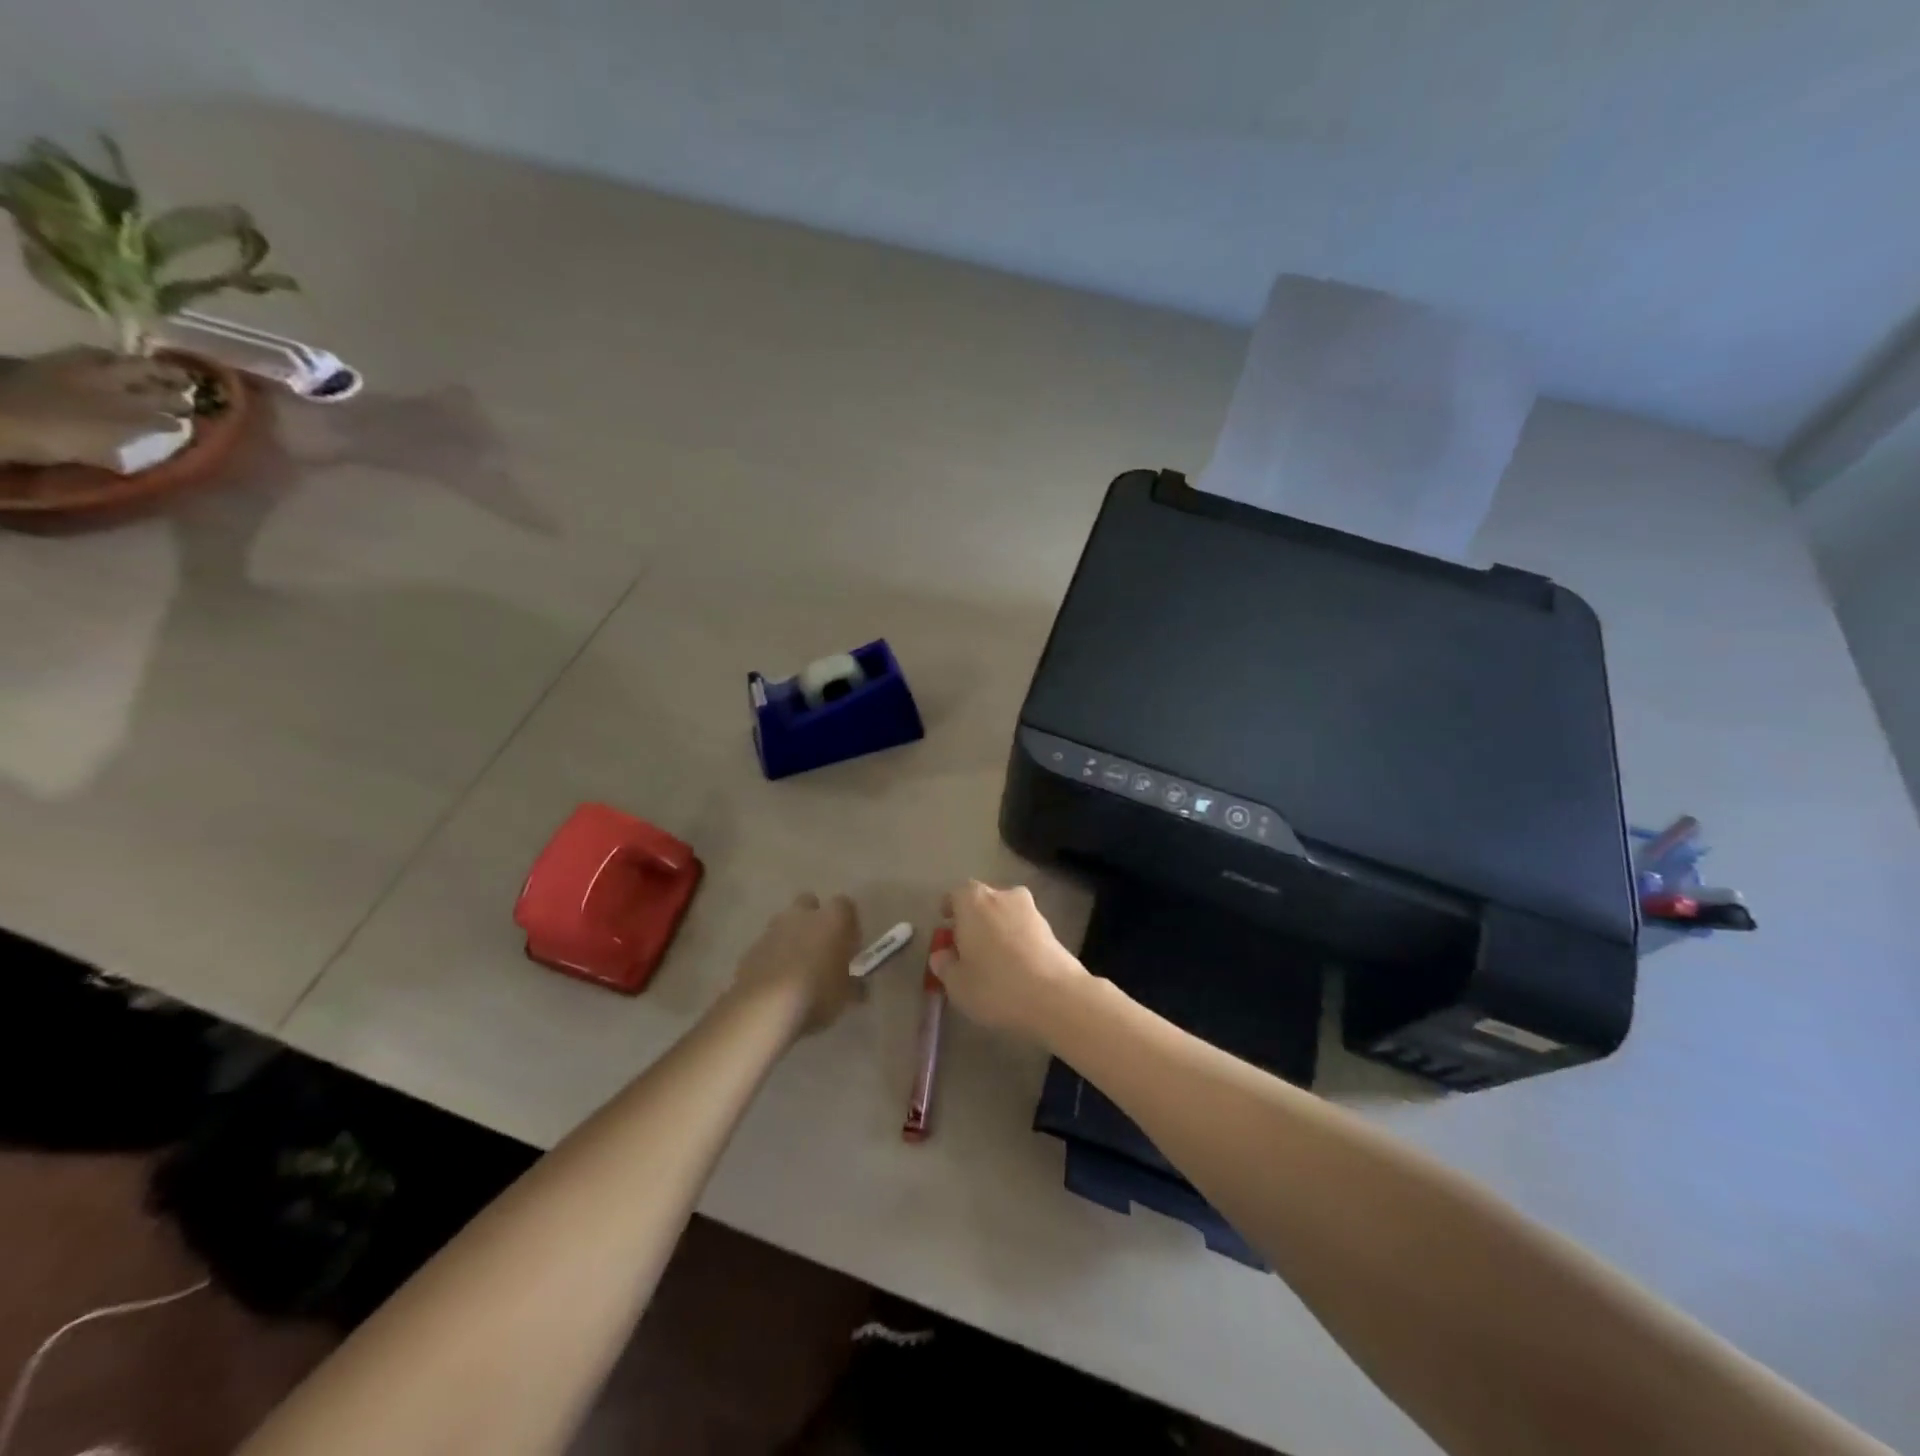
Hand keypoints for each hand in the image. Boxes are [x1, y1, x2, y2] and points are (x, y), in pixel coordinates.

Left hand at [729, 892, 861, 1035]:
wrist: (764, 1008)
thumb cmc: (817, 994)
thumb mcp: (846, 996)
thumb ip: (855, 986)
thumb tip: (859, 987)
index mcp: (831, 919)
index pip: (845, 905)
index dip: (849, 923)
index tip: (850, 944)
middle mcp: (802, 916)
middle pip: (810, 904)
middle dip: (815, 920)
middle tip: (822, 948)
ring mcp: (773, 930)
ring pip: (785, 923)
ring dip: (792, 938)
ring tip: (798, 968)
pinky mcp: (751, 949)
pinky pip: (768, 946)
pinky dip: (774, 956)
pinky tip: (778, 981)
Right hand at [929, 881, 1090, 1040]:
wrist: (1056, 995)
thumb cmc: (996, 985)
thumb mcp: (957, 984)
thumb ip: (944, 965)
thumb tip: (942, 955)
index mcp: (974, 901)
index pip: (956, 894)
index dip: (950, 909)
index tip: (946, 924)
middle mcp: (1003, 896)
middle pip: (983, 900)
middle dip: (974, 918)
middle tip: (968, 944)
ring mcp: (1031, 910)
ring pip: (1006, 913)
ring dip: (998, 928)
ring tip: (993, 958)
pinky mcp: (1051, 929)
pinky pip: (1025, 929)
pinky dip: (1017, 940)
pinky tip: (1016, 965)